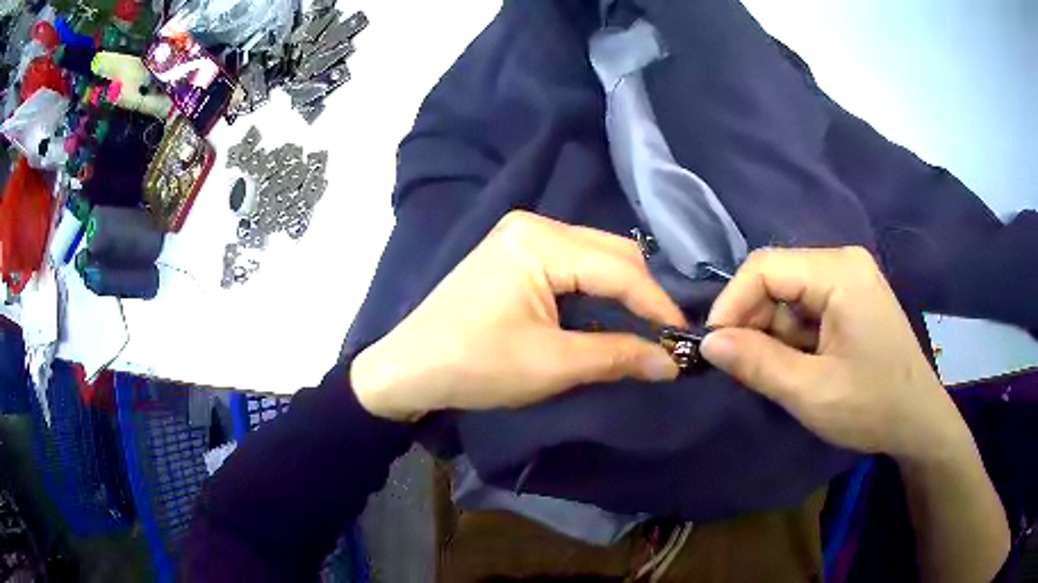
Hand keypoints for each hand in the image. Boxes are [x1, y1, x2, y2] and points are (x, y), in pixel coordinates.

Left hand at [351, 211, 686, 420]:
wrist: (408, 369)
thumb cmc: (474, 366)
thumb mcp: (552, 365)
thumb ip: (618, 356)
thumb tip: (672, 364)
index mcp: (541, 241)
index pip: (620, 269)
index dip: (657, 306)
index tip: (685, 340)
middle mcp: (535, 225)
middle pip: (611, 254)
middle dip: (643, 295)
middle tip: (666, 337)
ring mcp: (523, 236)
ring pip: (595, 258)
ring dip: (623, 292)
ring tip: (646, 329)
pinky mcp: (516, 253)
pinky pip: (573, 265)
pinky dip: (597, 290)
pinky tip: (610, 314)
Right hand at [701, 247, 968, 461]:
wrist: (917, 421)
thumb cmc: (871, 406)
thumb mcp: (810, 392)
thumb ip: (757, 363)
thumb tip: (708, 343)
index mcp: (840, 272)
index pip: (766, 267)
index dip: (732, 303)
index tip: (713, 347)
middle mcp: (844, 262)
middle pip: (777, 277)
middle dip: (753, 322)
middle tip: (742, 369)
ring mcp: (850, 279)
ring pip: (789, 294)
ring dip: (774, 334)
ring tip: (778, 375)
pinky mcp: (851, 298)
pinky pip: (806, 306)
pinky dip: (792, 337)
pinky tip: (799, 366)